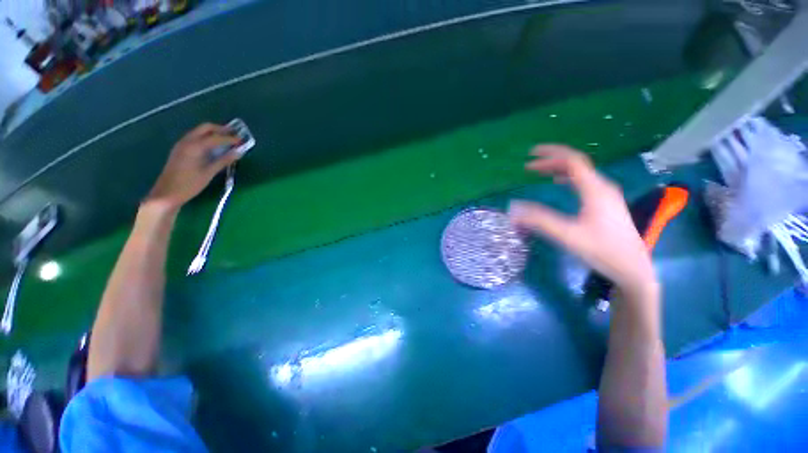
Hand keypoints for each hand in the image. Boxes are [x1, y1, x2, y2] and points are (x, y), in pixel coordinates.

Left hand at [146, 123, 240, 209]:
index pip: (216, 137)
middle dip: (221, 130)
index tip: (242, 141)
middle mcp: (187, 141)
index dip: (230, 138)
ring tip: (227, 140)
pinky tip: (214, 147)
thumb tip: (238, 152)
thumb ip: (223, 161)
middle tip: (234, 135)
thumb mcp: (209, 173)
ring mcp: (182, 144)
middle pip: (206, 128)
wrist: (167, 192)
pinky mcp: (181, 149)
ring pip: (200, 131)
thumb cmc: (190, 184)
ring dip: (214, 133)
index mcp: (195, 146)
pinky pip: (196, 138)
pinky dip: (207, 138)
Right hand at [509, 145, 657, 298]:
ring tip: (540, 172)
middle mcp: (602, 187)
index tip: (531, 154)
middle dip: (552, 162)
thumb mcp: (567, 235)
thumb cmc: (602, 250)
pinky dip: (568, 178)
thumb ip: (539, 221)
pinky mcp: (606, 204)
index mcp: (595, 190)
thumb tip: (513, 209)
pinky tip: (560, 183)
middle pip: (576, 165)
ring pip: (581, 173)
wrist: (632, 269)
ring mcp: (606, 195)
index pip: (573, 161)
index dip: (551, 154)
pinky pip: (584, 183)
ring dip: (559, 169)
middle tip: (529, 166)